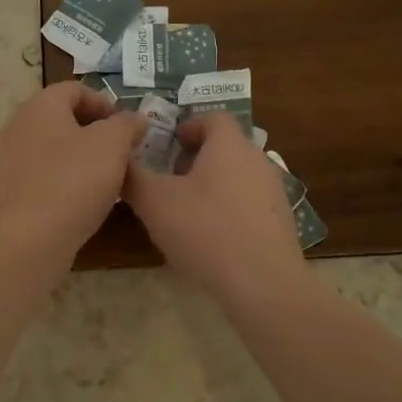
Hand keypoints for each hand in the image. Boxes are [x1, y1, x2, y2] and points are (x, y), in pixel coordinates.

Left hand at [0, 82, 145, 262]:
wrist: (33, 238)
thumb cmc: (74, 181)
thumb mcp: (113, 145)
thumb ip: (127, 125)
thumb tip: (135, 119)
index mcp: (41, 105)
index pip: (76, 89)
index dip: (106, 103)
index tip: (128, 128)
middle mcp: (21, 124)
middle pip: (65, 116)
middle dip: (97, 130)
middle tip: (123, 150)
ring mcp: (14, 157)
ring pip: (57, 145)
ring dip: (84, 154)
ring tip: (109, 175)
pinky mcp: (14, 187)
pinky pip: (47, 170)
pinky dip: (69, 175)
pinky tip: (87, 196)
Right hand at [124, 114, 304, 300]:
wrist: (263, 283)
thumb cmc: (206, 231)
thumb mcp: (155, 202)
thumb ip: (133, 176)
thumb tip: (119, 159)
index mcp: (229, 145)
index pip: (212, 117)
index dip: (187, 126)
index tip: (167, 145)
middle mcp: (257, 159)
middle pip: (225, 146)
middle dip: (196, 157)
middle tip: (170, 179)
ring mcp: (274, 190)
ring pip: (238, 174)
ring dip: (213, 183)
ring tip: (188, 210)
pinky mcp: (281, 220)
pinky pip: (250, 202)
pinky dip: (229, 208)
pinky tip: (212, 237)